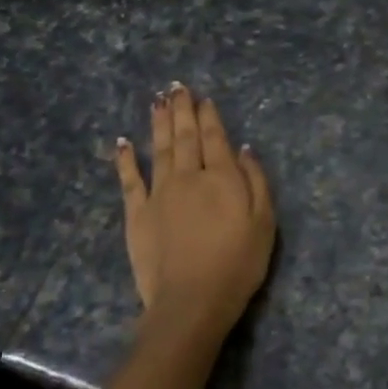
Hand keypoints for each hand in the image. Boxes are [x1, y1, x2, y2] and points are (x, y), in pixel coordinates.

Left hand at [115, 83, 275, 343]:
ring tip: (157, 101)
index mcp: (221, 177)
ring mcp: (159, 194)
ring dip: (158, 123)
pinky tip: (123, 142)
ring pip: (158, 149)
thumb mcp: (264, 223)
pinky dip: (126, 159)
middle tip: (177, 87)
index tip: (203, 98)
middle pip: (184, 137)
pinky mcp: (137, 214)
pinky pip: (130, 179)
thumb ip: (256, 181)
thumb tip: (244, 148)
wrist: (191, 302)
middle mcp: (188, 176)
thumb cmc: (237, 264)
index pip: (214, 138)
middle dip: (182, 110)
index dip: (209, 116)